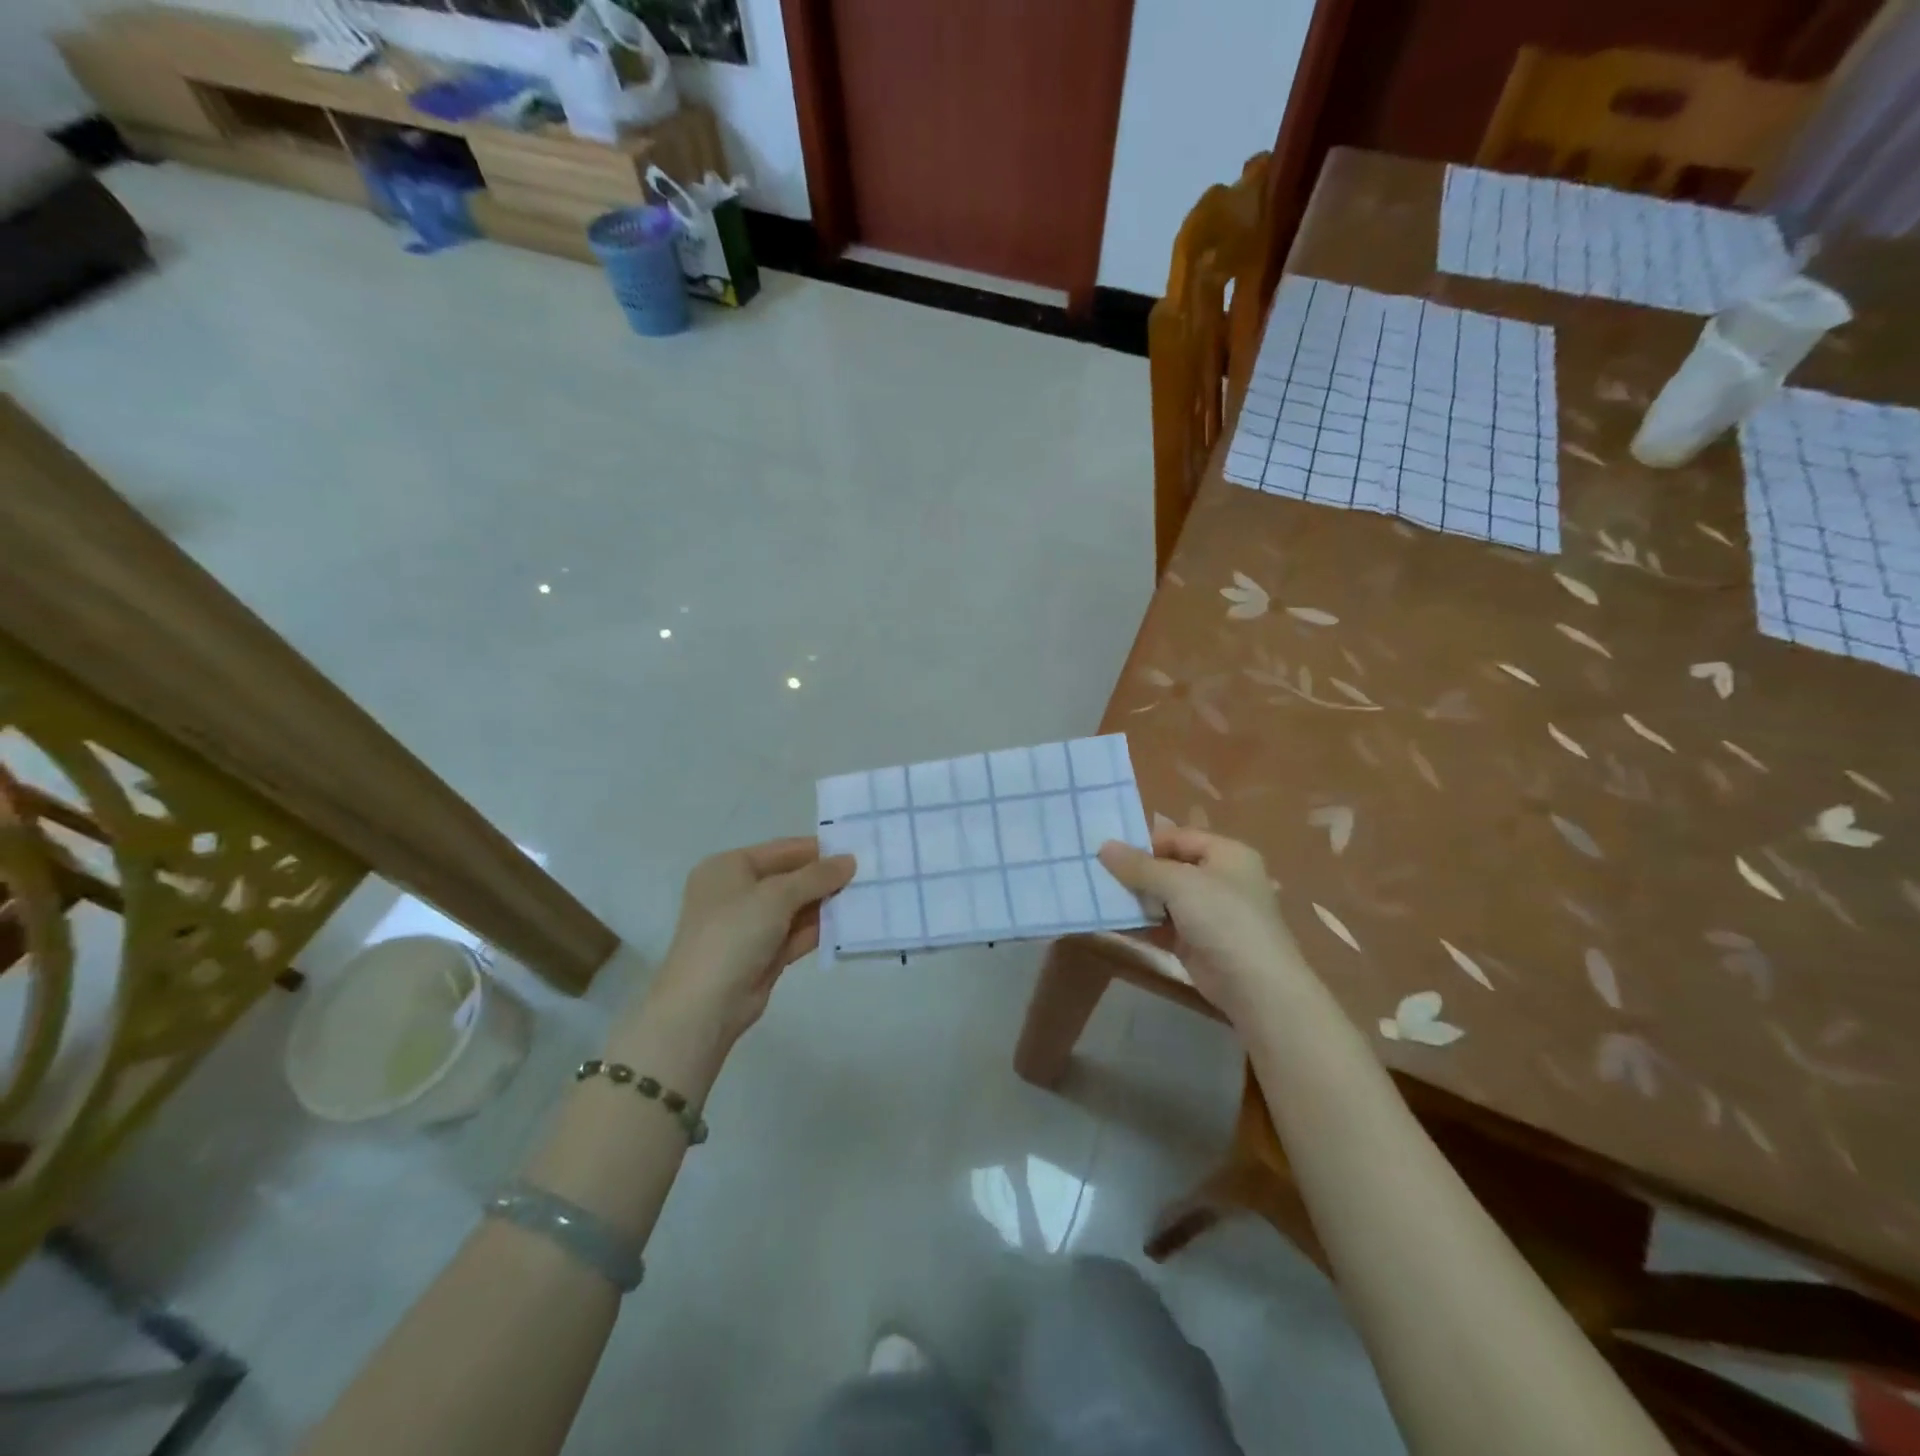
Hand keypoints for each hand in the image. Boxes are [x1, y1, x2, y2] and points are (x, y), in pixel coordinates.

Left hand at [639, 837, 855, 1045]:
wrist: (704, 1005)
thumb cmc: (734, 934)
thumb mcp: (777, 895)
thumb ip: (816, 876)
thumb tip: (850, 861)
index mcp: (728, 867)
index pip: (781, 850)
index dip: (817, 849)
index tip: (857, 848)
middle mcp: (737, 892)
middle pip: (790, 878)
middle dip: (825, 878)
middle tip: (869, 873)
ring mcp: (750, 926)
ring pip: (795, 908)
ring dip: (826, 904)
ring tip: (867, 896)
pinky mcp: (763, 955)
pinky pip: (796, 934)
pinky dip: (820, 929)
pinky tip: (851, 924)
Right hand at [1098, 827, 1309, 1023]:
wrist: (1255, 986)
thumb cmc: (1223, 918)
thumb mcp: (1178, 883)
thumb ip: (1139, 866)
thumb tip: (1104, 846)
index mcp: (1227, 854)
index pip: (1179, 837)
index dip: (1145, 842)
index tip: (1110, 851)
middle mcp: (1219, 879)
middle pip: (1169, 866)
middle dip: (1136, 871)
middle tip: (1098, 873)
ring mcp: (1209, 913)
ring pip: (1163, 897)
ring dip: (1135, 898)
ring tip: (1099, 896)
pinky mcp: (1196, 942)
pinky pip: (1162, 925)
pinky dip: (1140, 923)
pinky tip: (1112, 922)